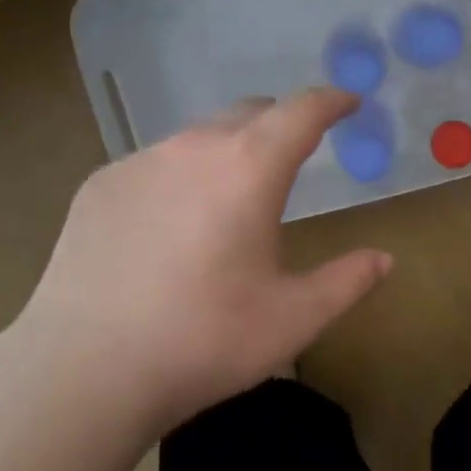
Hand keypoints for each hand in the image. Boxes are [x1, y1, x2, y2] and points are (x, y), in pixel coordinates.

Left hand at [17, 88, 391, 434]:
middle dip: (280, 123)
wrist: (86, 369)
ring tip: (231, 197)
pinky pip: (154, 164)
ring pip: (197, 138)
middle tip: (296, 152)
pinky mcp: (99, 186)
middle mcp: (193, 149)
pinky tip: (170, 227)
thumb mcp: (293, 318)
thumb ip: (347, 281)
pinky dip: (180, 177)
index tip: (347, 102)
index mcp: (249, 169)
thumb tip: (384, 259)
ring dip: (227, 151)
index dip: (330, 101)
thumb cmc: (205, 341)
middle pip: (248, 114)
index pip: (301, 112)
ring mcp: (139, 163)